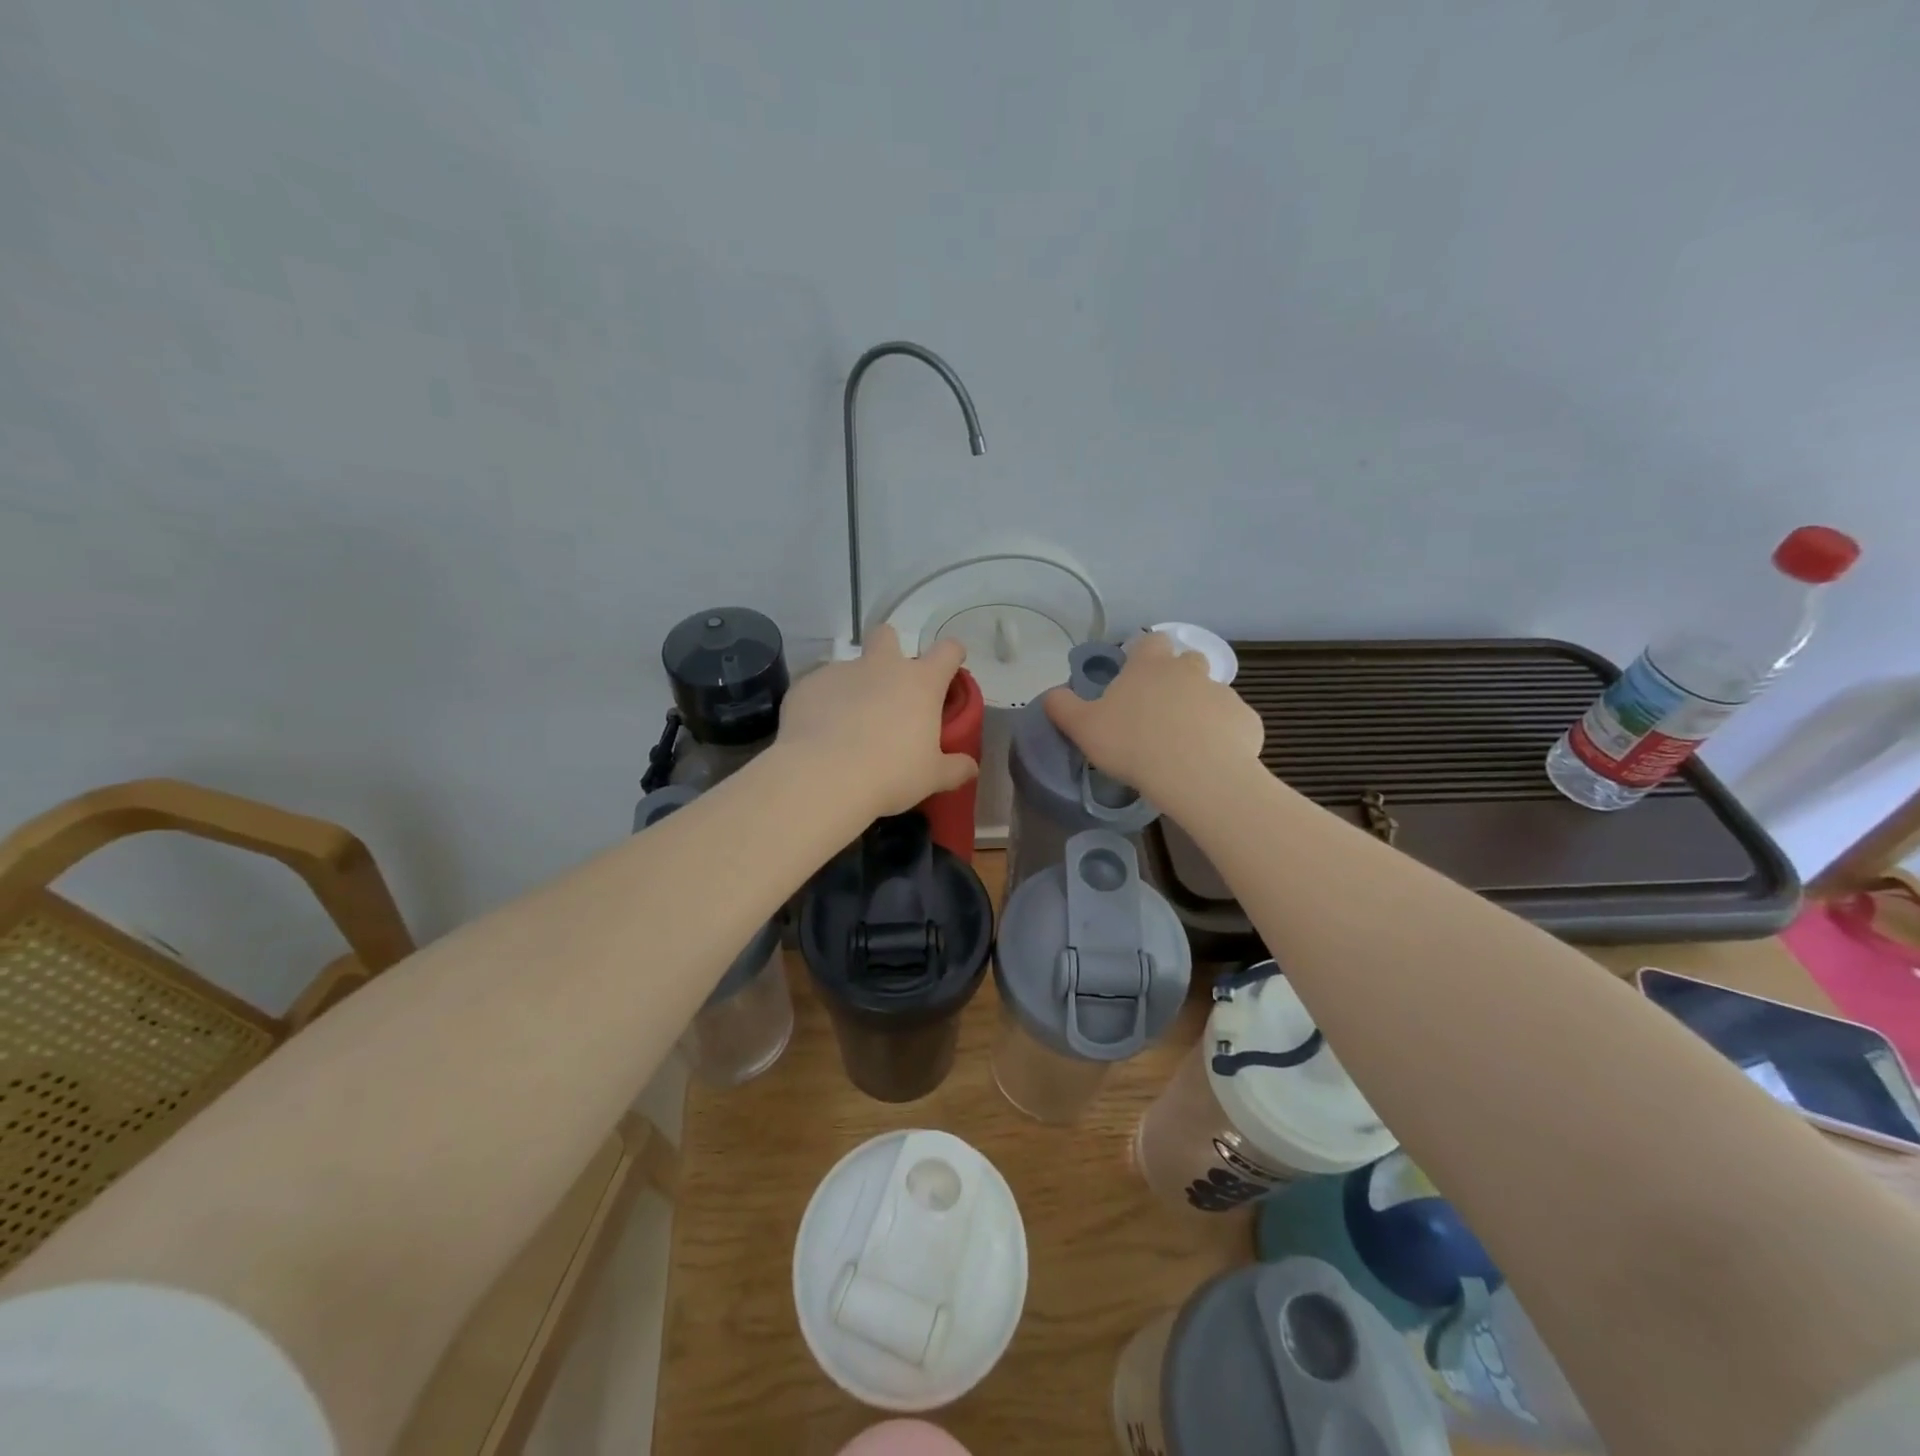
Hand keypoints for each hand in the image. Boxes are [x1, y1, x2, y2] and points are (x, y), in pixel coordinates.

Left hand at [775, 625, 978, 817]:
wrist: (822, 777)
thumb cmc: (890, 774)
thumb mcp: (931, 777)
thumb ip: (955, 769)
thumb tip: (971, 769)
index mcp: (919, 683)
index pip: (947, 651)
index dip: (952, 654)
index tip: (951, 666)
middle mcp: (881, 667)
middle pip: (887, 635)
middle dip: (890, 649)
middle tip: (889, 686)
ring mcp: (840, 672)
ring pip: (850, 667)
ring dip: (854, 687)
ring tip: (847, 726)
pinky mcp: (806, 685)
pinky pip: (819, 689)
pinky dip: (823, 705)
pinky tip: (819, 734)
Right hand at [1043, 632, 1262, 805]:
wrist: (1196, 775)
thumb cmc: (1133, 744)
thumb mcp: (1083, 728)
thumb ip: (1063, 707)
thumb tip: (1051, 694)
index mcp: (1150, 665)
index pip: (1150, 642)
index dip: (1143, 656)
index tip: (1134, 678)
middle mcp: (1189, 670)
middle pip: (1186, 663)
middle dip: (1176, 681)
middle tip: (1158, 714)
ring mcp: (1222, 694)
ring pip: (1210, 694)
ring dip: (1199, 710)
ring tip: (1184, 744)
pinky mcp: (1247, 721)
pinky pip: (1231, 723)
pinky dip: (1223, 736)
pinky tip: (1210, 761)